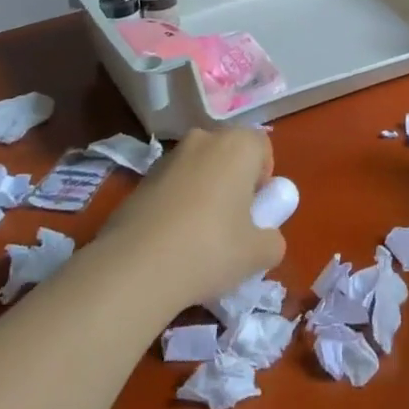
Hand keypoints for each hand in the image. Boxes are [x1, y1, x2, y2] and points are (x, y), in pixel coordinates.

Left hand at [101, 127, 285, 305]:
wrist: (135, 268)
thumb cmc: (210, 249)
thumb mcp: (259, 254)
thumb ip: (272, 240)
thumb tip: (265, 239)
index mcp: (237, 145)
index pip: (262, 147)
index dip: (264, 178)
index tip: (256, 211)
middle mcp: (203, 140)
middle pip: (228, 155)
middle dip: (233, 182)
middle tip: (232, 224)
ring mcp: (167, 158)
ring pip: (198, 170)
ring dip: (203, 193)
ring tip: (197, 238)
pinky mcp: (139, 181)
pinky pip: (171, 187)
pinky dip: (176, 205)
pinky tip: (170, 243)